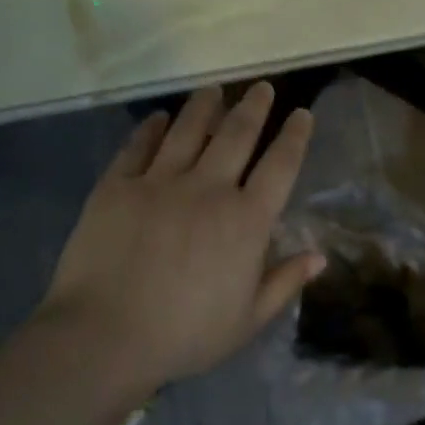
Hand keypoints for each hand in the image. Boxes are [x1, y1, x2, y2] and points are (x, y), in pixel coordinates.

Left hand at [38, 82, 323, 389]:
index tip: (301, 113)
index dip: (294, 136)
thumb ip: (284, 282)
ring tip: (214, 89)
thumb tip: (321, 256)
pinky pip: (138, 147)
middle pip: (237, 134)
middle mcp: (209, 188)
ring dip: (205, 105)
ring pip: (188, 129)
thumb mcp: (247, 320)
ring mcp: (160, 182)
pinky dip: (150, 128)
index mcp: (246, 220)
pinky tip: (157, 118)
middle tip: (262, 86)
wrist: (103, 337)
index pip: (280, 165)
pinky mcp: (118, 186)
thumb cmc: (184, 335)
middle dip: (254, 106)